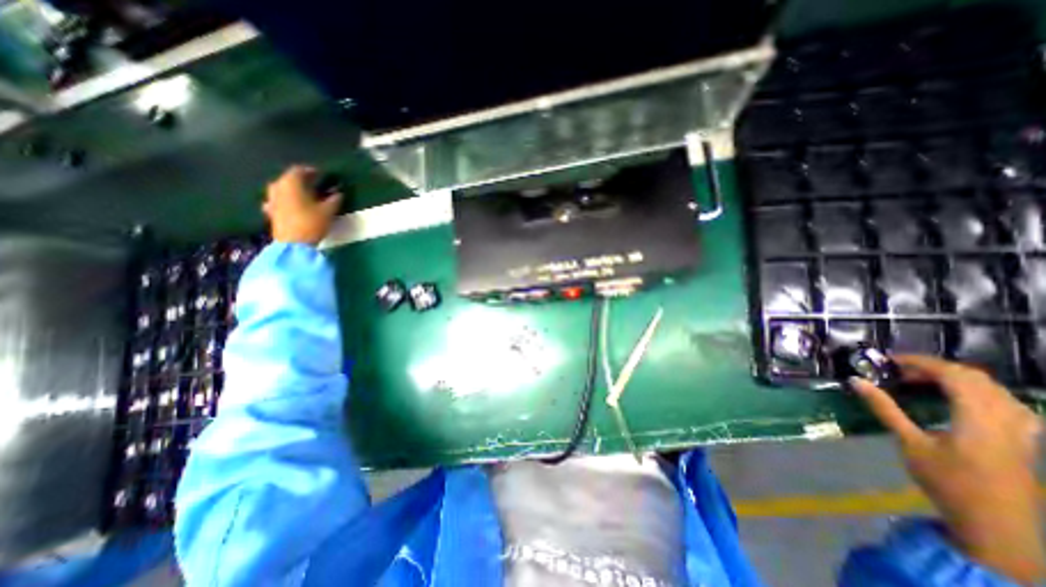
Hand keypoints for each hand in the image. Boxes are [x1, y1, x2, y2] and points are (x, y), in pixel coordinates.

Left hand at [261, 166, 342, 244]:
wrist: (293, 244)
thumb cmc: (311, 223)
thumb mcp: (328, 211)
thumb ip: (334, 200)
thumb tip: (339, 193)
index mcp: (291, 183)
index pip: (299, 170)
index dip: (311, 171)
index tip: (321, 174)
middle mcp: (277, 187)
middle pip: (288, 179)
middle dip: (301, 180)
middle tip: (315, 185)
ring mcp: (272, 200)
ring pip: (283, 189)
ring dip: (294, 190)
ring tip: (306, 195)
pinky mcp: (271, 212)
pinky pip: (279, 201)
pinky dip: (287, 200)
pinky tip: (294, 206)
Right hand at [853, 356, 1041, 584]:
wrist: (998, 526)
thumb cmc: (947, 482)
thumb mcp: (909, 443)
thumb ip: (885, 408)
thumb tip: (856, 381)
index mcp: (978, 419)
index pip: (954, 375)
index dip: (921, 362)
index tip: (890, 361)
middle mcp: (1006, 419)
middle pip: (975, 378)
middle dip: (936, 368)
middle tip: (901, 371)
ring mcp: (1022, 430)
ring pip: (994, 389)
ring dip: (958, 378)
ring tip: (925, 381)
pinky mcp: (1026, 440)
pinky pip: (1008, 403)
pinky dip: (980, 392)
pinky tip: (962, 399)